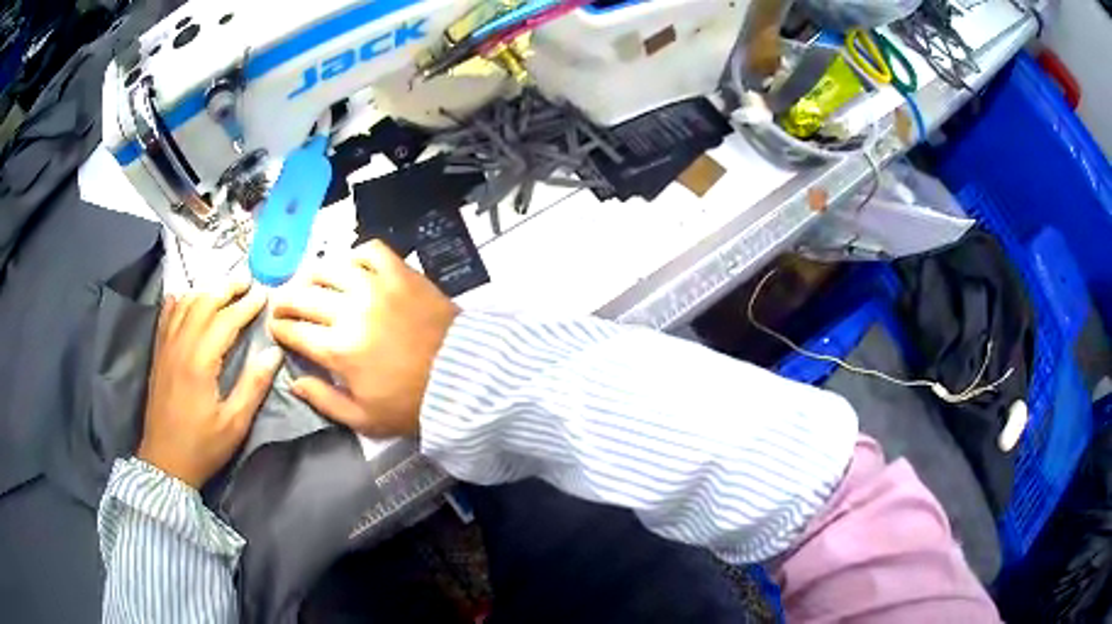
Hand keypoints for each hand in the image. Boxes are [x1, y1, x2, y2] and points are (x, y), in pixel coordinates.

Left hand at [138, 282, 282, 488]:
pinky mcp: (158, 355)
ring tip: (222, 290)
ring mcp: (165, 348)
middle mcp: (180, 346)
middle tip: (246, 283)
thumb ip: (253, 386)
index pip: (225, 321)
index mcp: (200, 362)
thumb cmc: (202, 446)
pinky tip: (184, 298)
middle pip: (203, 304)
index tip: (263, 295)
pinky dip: (178, 302)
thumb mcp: (235, 424)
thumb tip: (273, 353)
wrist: (165, 463)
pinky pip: (166, 318)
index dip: (246, 306)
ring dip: (205, 292)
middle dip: (226, 289)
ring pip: (184, 306)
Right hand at [268, 240, 459, 438]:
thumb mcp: (364, 418)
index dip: (279, 328)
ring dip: (312, 274)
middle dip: (284, 300)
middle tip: (282, 303)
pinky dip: (355, 256)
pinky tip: (351, 268)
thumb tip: (294, 381)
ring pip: (330, 268)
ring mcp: (376, 286)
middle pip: (303, 296)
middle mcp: (350, 311)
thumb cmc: (411, 404)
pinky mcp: (401, 273)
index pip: (294, 331)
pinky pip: (370, 251)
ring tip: (308, 282)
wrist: (464, 378)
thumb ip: (324, 400)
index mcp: (338, 350)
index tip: (276, 327)